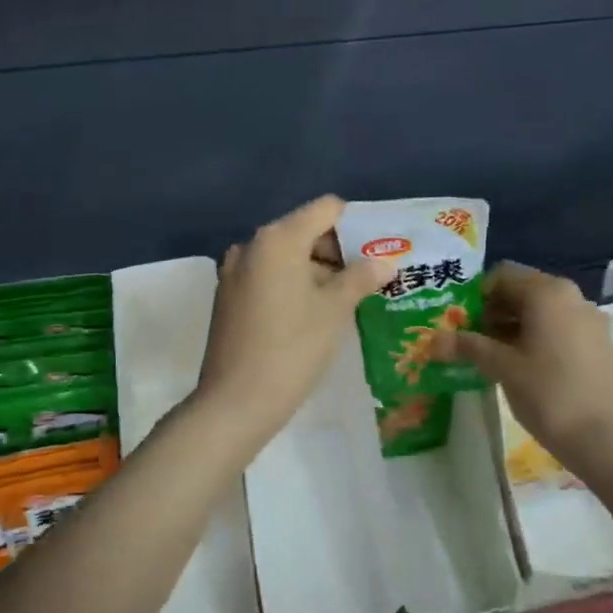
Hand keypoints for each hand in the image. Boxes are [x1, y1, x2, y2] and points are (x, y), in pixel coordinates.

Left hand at [195, 196, 390, 444]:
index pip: (326, 209)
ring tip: (345, 301)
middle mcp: (251, 245)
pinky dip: (292, 285)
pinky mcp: (227, 297)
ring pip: (286, 257)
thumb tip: (384, 262)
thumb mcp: (335, 311)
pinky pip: (268, 277)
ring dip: (316, 271)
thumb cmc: (292, 349)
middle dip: (337, 251)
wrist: (235, 402)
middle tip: (367, 280)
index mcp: (278, 239)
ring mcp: (234, 271)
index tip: (376, 253)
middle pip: (304, 231)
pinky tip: (311, 315)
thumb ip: (361, 278)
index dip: (356, 225)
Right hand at [433, 262, 612, 478]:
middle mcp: (571, 297)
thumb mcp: (503, 368)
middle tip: (467, 341)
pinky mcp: (598, 345)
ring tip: (489, 358)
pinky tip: (521, 369)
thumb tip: (433, 340)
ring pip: (540, 313)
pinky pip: (558, 329)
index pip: (501, 275)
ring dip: (511, 328)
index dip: (474, 295)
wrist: (610, 441)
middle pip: (521, 291)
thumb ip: (469, 347)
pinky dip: (534, 340)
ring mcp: (589, 321)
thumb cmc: (551, 394)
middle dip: (491, 312)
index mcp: (547, 292)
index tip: (457, 322)